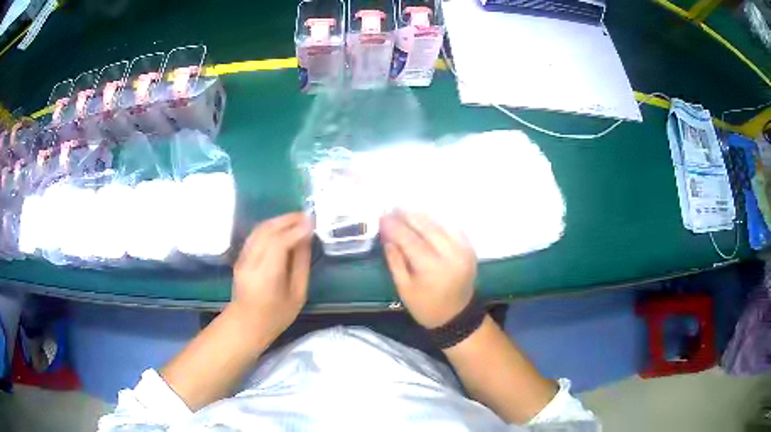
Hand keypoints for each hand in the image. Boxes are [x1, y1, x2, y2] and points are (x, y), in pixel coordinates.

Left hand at [230, 213, 312, 344]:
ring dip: (278, 220)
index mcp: (267, 276)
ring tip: (297, 218)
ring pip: (259, 229)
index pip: (279, 243)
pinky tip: (281, 227)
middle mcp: (251, 262)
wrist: (246, 323)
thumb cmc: (276, 315)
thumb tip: (306, 239)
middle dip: (288, 219)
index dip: (296, 229)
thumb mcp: (297, 295)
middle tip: (307, 215)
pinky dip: (270, 226)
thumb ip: (301, 265)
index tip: (312, 222)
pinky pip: (255, 234)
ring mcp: (242, 258)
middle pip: (267, 231)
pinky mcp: (240, 256)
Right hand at [380, 211, 476, 328]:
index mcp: (432, 268)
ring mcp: (463, 250)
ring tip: (404, 210)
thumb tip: (387, 236)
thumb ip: (395, 260)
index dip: (394, 227)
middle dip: (407, 216)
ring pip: (440, 224)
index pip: (410, 240)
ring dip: (421, 216)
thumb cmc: (426, 306)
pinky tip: (425, 219)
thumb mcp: (404, 288)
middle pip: (426, 227)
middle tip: (391, 208)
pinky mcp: (469, 248)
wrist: (457, 315)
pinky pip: (452, 228)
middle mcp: (450, 255)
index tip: (381, 217)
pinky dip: (437, 221)